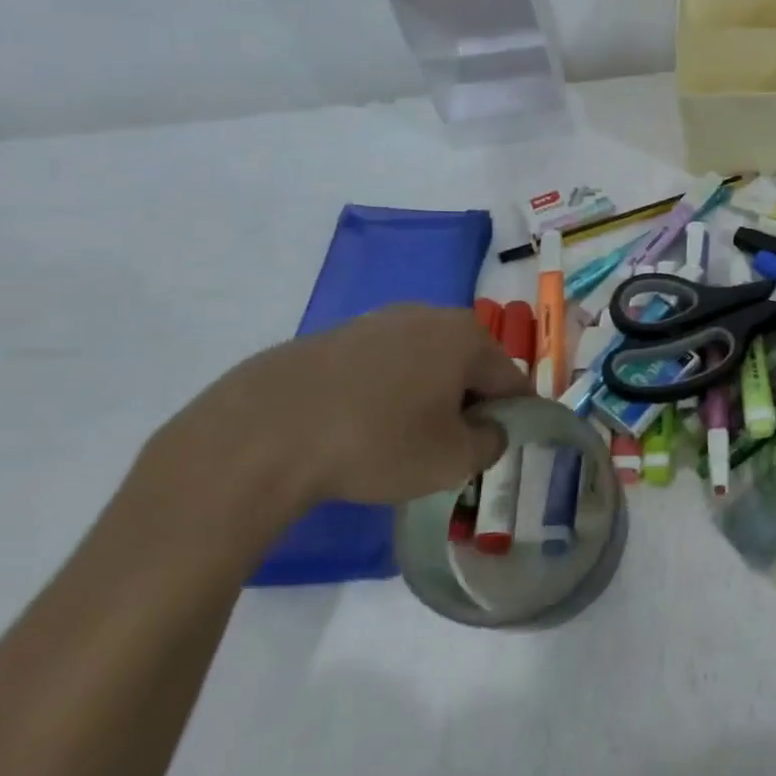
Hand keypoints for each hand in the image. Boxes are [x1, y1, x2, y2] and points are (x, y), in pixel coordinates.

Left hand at [138, 304, 529, 511]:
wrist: (263, 433)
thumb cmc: (377, 443)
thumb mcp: (453, 460)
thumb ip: (491, 443)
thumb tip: (491, 429)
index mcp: (467, 337)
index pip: (511, 379)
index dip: (513, 417)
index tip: (496, 448)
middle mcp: (429, 315)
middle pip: (469, 365)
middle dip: (468, 403)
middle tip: (449, 448)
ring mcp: (379, 321)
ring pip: (425, 363)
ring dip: (427, 396)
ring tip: (402, 439)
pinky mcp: (337, 336)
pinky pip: (383, 365)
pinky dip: (386, 392)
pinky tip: (361, 426)